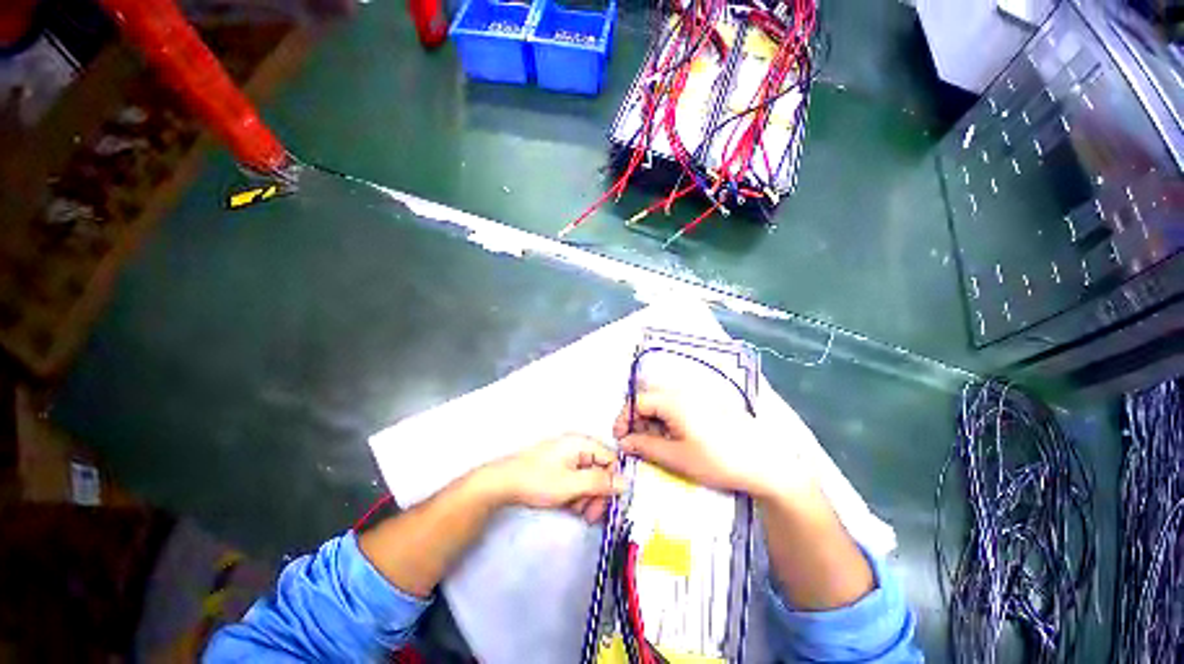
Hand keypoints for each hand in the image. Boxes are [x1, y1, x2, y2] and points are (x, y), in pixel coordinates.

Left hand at [490, 434, 623, 522]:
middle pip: (600, 470)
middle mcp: (577, 446)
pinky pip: (577, 479)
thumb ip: (600, 483)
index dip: (613, 482)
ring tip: (578, 512)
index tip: (609, 505)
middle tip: (591, 515)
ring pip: (589, 477)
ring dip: (587, 497)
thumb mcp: (572, 484)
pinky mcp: (559, 466)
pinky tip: (570, 506)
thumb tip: (626, 482)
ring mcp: (567, 456)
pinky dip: (576, 494)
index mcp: (582, 443)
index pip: (611, 460)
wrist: (503, 483)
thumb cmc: (539, 480)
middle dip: (598, 494)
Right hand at [612, 385, 812, 498]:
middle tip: (637, 443)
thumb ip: (645, 446)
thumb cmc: (717, 460)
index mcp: (673, 400)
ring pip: (663, 401)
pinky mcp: (707, 402)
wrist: (764, 462)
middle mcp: (683, 391)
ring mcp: (697, 395)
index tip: (620, 438)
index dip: (624, 418)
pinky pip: (678, 404)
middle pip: (650, 398)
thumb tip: (623, 442)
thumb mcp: (676, 457)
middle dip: (638, 419)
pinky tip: (674, 437)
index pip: (637, 401)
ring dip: (653, 419)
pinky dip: (668, 418)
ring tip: (655, 443)